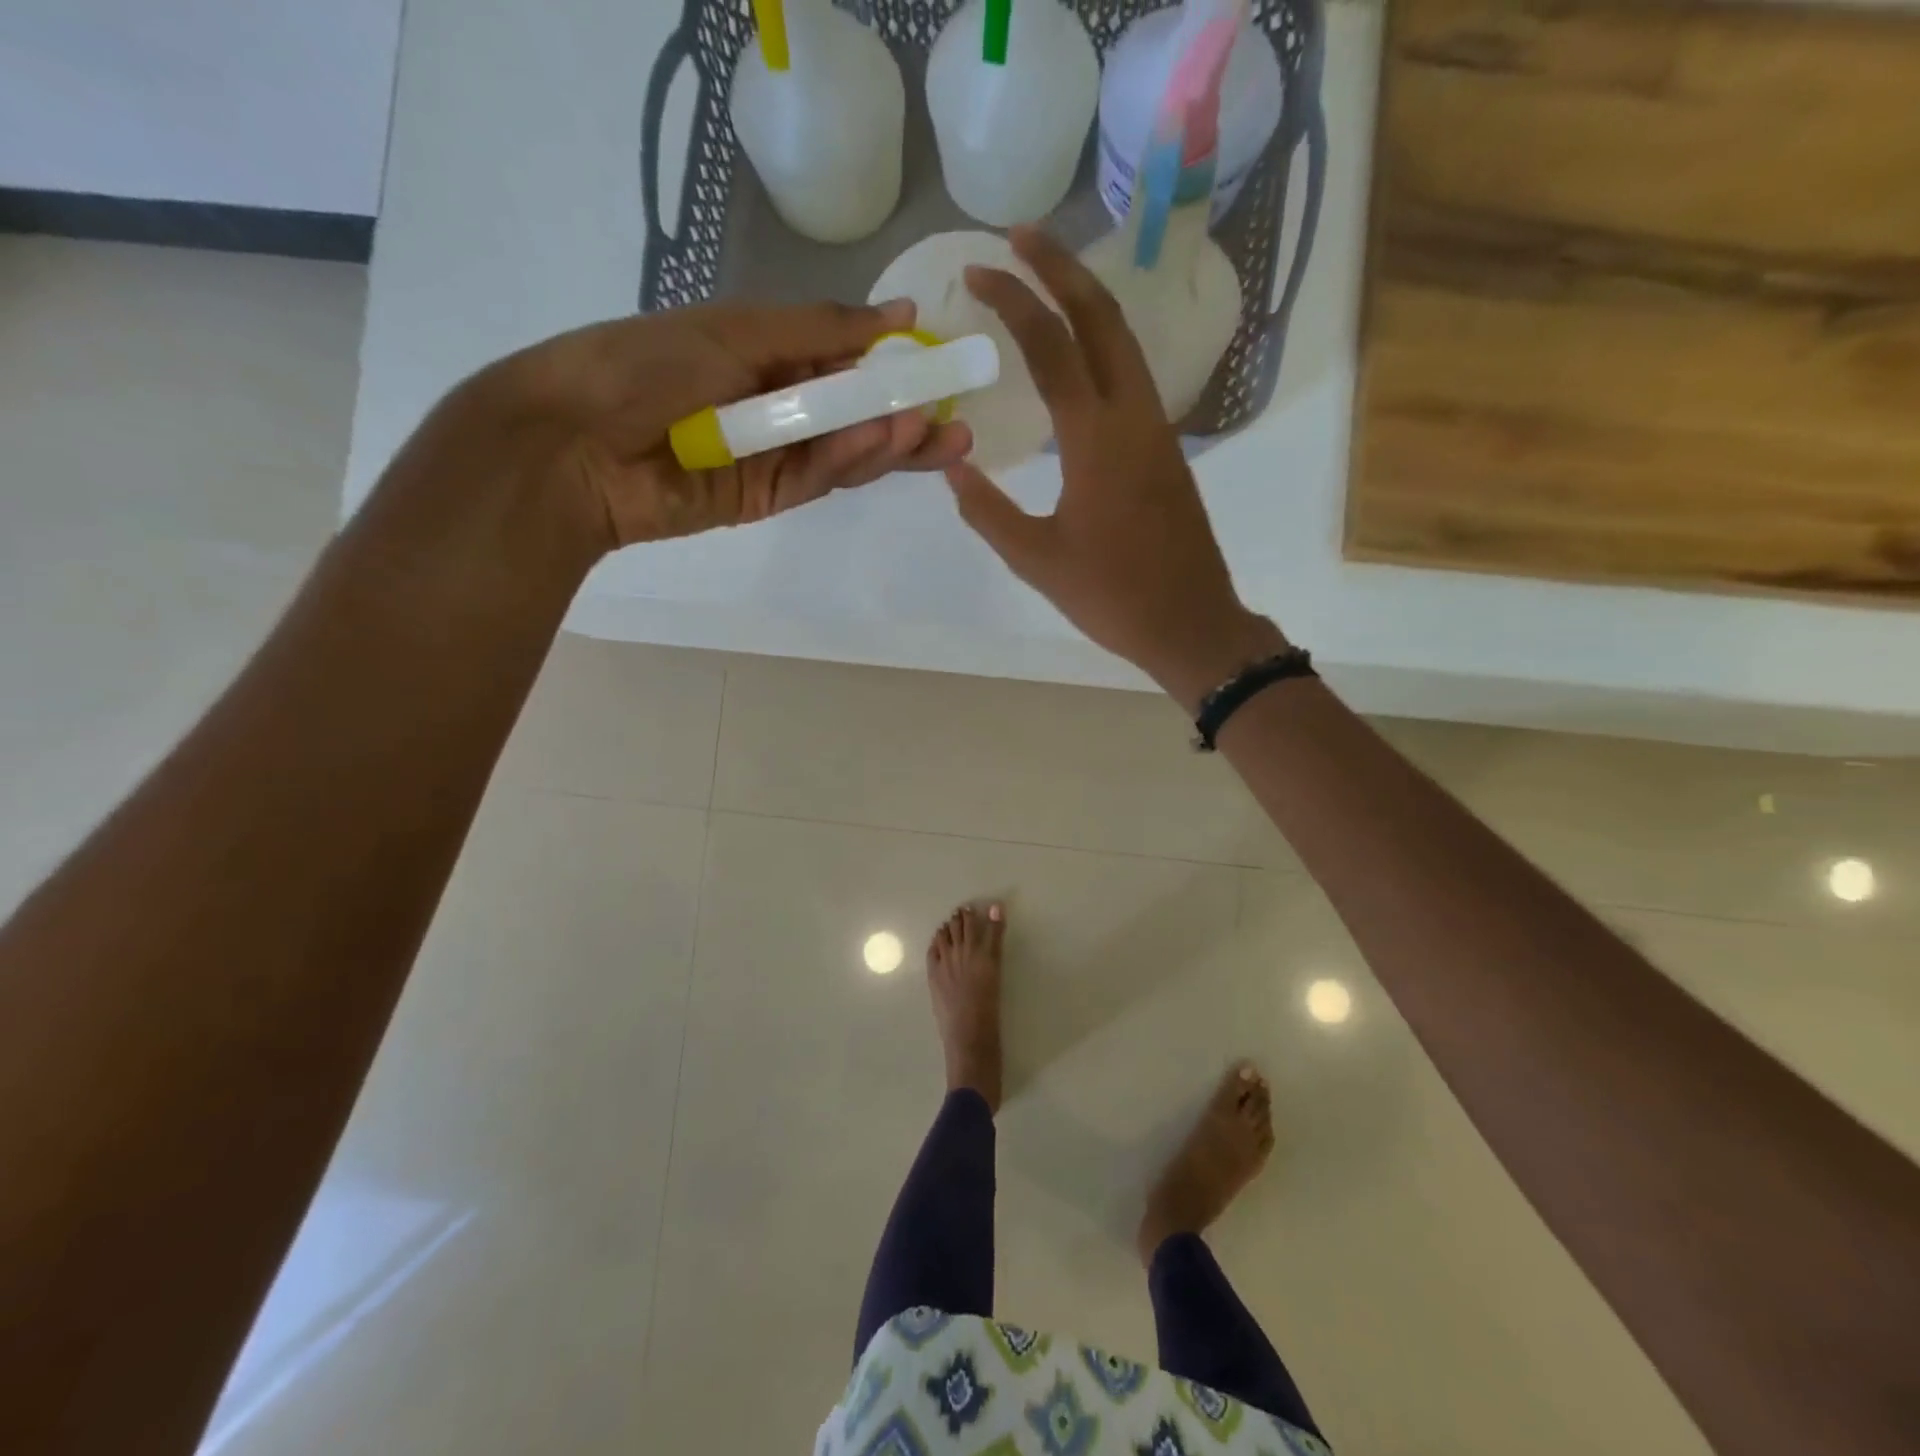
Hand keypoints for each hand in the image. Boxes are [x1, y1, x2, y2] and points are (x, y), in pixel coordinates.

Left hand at [442, 298, 970, 554]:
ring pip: (844, 453)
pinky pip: (817, 477)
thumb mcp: (737, 331)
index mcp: (767, 355)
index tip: (939, 365)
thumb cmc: (645, 365)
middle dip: (906, 422)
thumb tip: (897, 314)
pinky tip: (883, 440)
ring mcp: (774, 457)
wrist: (575, 443)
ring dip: (888, 443)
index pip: (846, 363)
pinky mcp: (767, 500)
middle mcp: (777, 408)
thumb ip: (819, 330)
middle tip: (959, 424)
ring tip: (933, 432)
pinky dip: (849, 459)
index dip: (893, 367)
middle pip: (856, 417)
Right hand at [943, 228, 1284, 711]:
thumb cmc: (1111, 596)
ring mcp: (1157, 429)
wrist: (1190, 622)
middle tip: (1019, 236)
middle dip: (1061, 266)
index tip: (978, 271)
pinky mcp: (1165, 448)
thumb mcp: (1036, 559)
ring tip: (1045, 277)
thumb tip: (951, 464)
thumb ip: (986, 509)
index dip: (1014, 301)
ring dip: (1086, 299)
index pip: (1052, 346)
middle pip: (1102, 316)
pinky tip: (1077, 351)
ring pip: (1124, 341)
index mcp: (1096, 439)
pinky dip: (1101, 342)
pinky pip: (1131, 375)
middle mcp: (1133, 416)